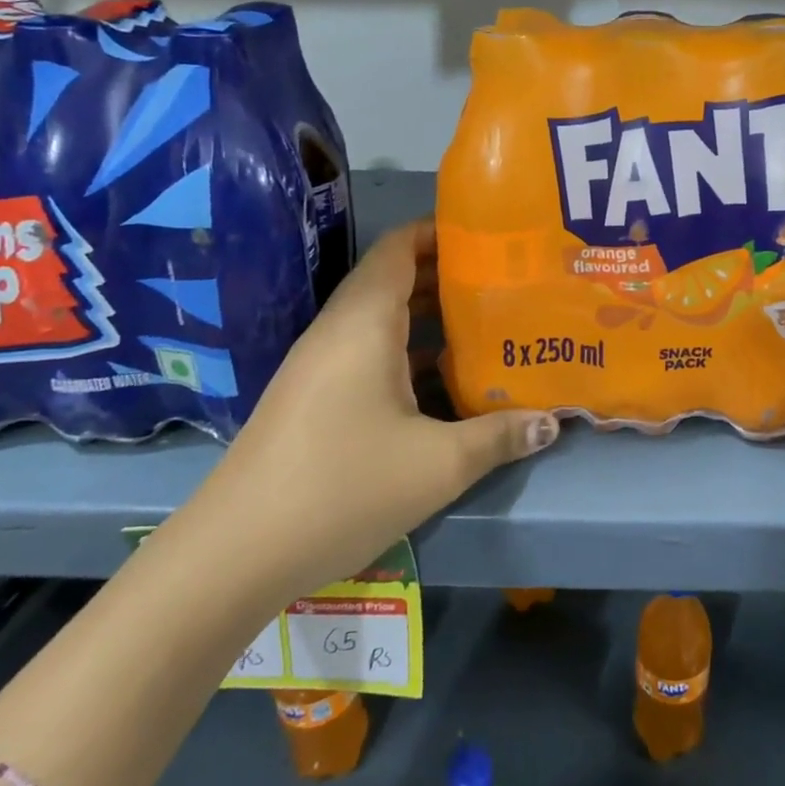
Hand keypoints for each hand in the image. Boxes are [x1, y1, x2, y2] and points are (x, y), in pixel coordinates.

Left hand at [183, 221, 558, 600]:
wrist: (233, 553)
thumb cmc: (342, 487)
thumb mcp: (438, 464)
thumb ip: (500, 436)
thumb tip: (552, 422)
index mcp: (366, 322)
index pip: (399, 246)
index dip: (441, 232)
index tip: (492, 238)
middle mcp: (339, 330)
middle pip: (393, 277)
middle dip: (447, 273)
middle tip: (503, 281)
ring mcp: (320, 363)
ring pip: (380, 317)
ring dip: (428, 314)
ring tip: (484, 322)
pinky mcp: (312, 395)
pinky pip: (367, 349)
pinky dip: (407, 347)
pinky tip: (442, 379)